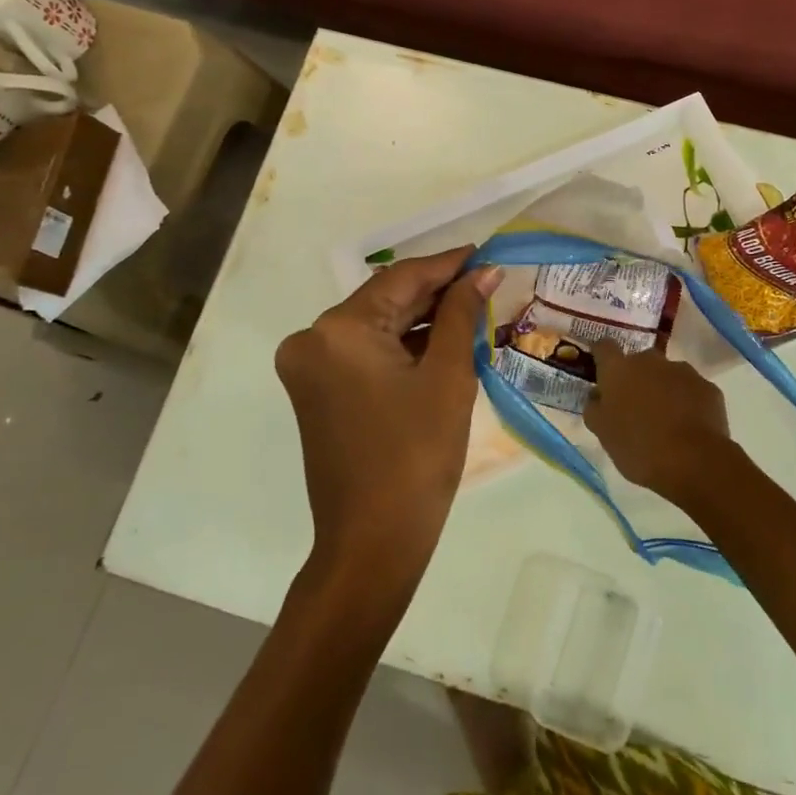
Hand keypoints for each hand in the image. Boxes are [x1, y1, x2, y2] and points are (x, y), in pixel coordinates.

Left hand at [275, 247, 501, 583]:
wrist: (373, 542)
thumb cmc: (417, 456)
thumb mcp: (448, 377)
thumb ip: (461, 314)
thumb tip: (483, 272)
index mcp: (338, 330)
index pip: (401, 279)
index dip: (447, 264)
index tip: (485, 253)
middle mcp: (312, 339)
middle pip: (385, 300)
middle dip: (436, 292)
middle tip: (485, 282)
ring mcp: (310, 367)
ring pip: (376, 326)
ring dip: (421, 319)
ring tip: (472, 310)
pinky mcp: (316, 390)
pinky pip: (365, 352)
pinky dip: (402, 346)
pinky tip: (441, 341)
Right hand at [584, 343, 737, 509]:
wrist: (694, 461)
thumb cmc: (638, 447)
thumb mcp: (603, 433)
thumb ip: (594, 408)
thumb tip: (597, 395)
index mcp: (619, 370)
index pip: (604, 347)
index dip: (601, 356)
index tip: (601, 371)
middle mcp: (650, 361)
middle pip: (639, 361)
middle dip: (636, 378)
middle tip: (635, 407)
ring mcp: (682, 371)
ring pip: (667, 375)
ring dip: (663, 389)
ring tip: (665, 420)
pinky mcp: (707, 387)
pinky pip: (691, 390)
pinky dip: (687, 402)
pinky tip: (688, 426)